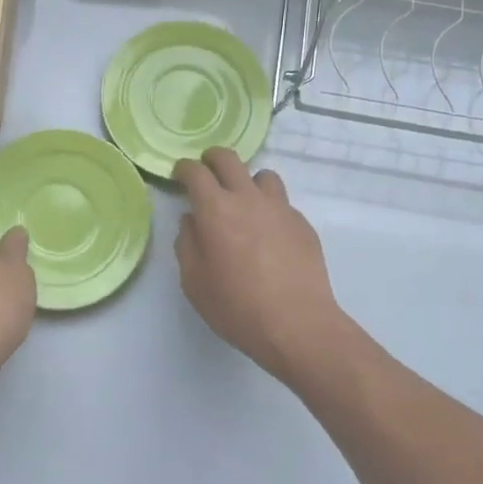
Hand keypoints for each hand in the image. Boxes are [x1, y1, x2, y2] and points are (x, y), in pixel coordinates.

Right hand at [173, 148, 343, 385]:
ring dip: (248, 182)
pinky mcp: (302, 224)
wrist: (298, 324)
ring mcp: (280, 208)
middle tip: (207, 173)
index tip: (179, 176)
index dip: (184, 169)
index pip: (196, 172)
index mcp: (216, 209)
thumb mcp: (194, 282)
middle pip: (229, 159)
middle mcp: (248, 198)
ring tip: (244, 203)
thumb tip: (192, 221)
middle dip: (212, 159)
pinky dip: (270, 210)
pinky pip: (282, 204)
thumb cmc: (237, 307)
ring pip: (263, 175)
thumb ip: (187, 244)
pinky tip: (269, 236)